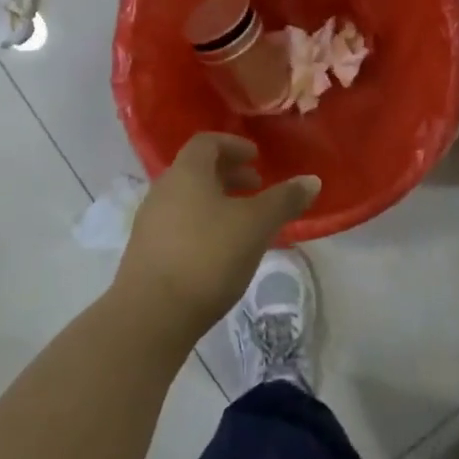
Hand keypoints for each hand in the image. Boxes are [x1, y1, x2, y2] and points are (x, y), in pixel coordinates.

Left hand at [113, 134, 320, 352]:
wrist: (151, 315)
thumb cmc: (207, 256)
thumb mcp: (256, 225)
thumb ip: (284, 200)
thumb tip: (311, 180)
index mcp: (187, 173)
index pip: (207, 142)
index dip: (233, 145)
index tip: (256, 158)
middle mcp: (163, 190)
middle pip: (197, 170)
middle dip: (229, 174)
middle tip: (256, 187)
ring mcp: (150, 222)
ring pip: (188, 199)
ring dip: (217, 201)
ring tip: (243, 221)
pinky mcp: (146, 252)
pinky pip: (179, 224)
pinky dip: (203, 224)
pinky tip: (221, 251)